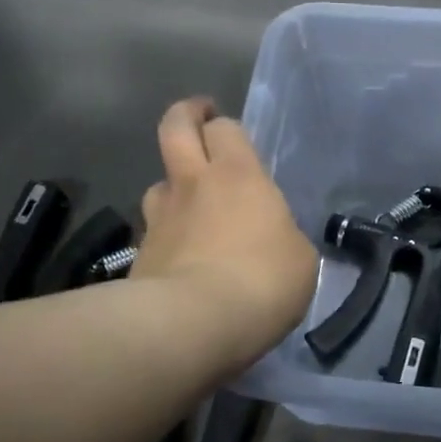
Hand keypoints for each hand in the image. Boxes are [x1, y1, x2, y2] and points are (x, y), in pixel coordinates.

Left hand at [131, 97, 318, 369]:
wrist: (191, 325)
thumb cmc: (261, 281)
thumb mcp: (300, 259)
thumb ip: (284, 237)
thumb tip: (274, 239)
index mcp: (238, 176)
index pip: (225, 129)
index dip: (226, 127)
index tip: (230, 134)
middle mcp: (193, 185)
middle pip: (175, 129)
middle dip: (185, 116)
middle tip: (197, 120)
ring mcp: (159, 219)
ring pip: (158, 183)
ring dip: (173, 185)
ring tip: (189, 203)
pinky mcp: (139, 255)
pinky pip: (153, 233)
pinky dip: (166, 236)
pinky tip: (180, 258)